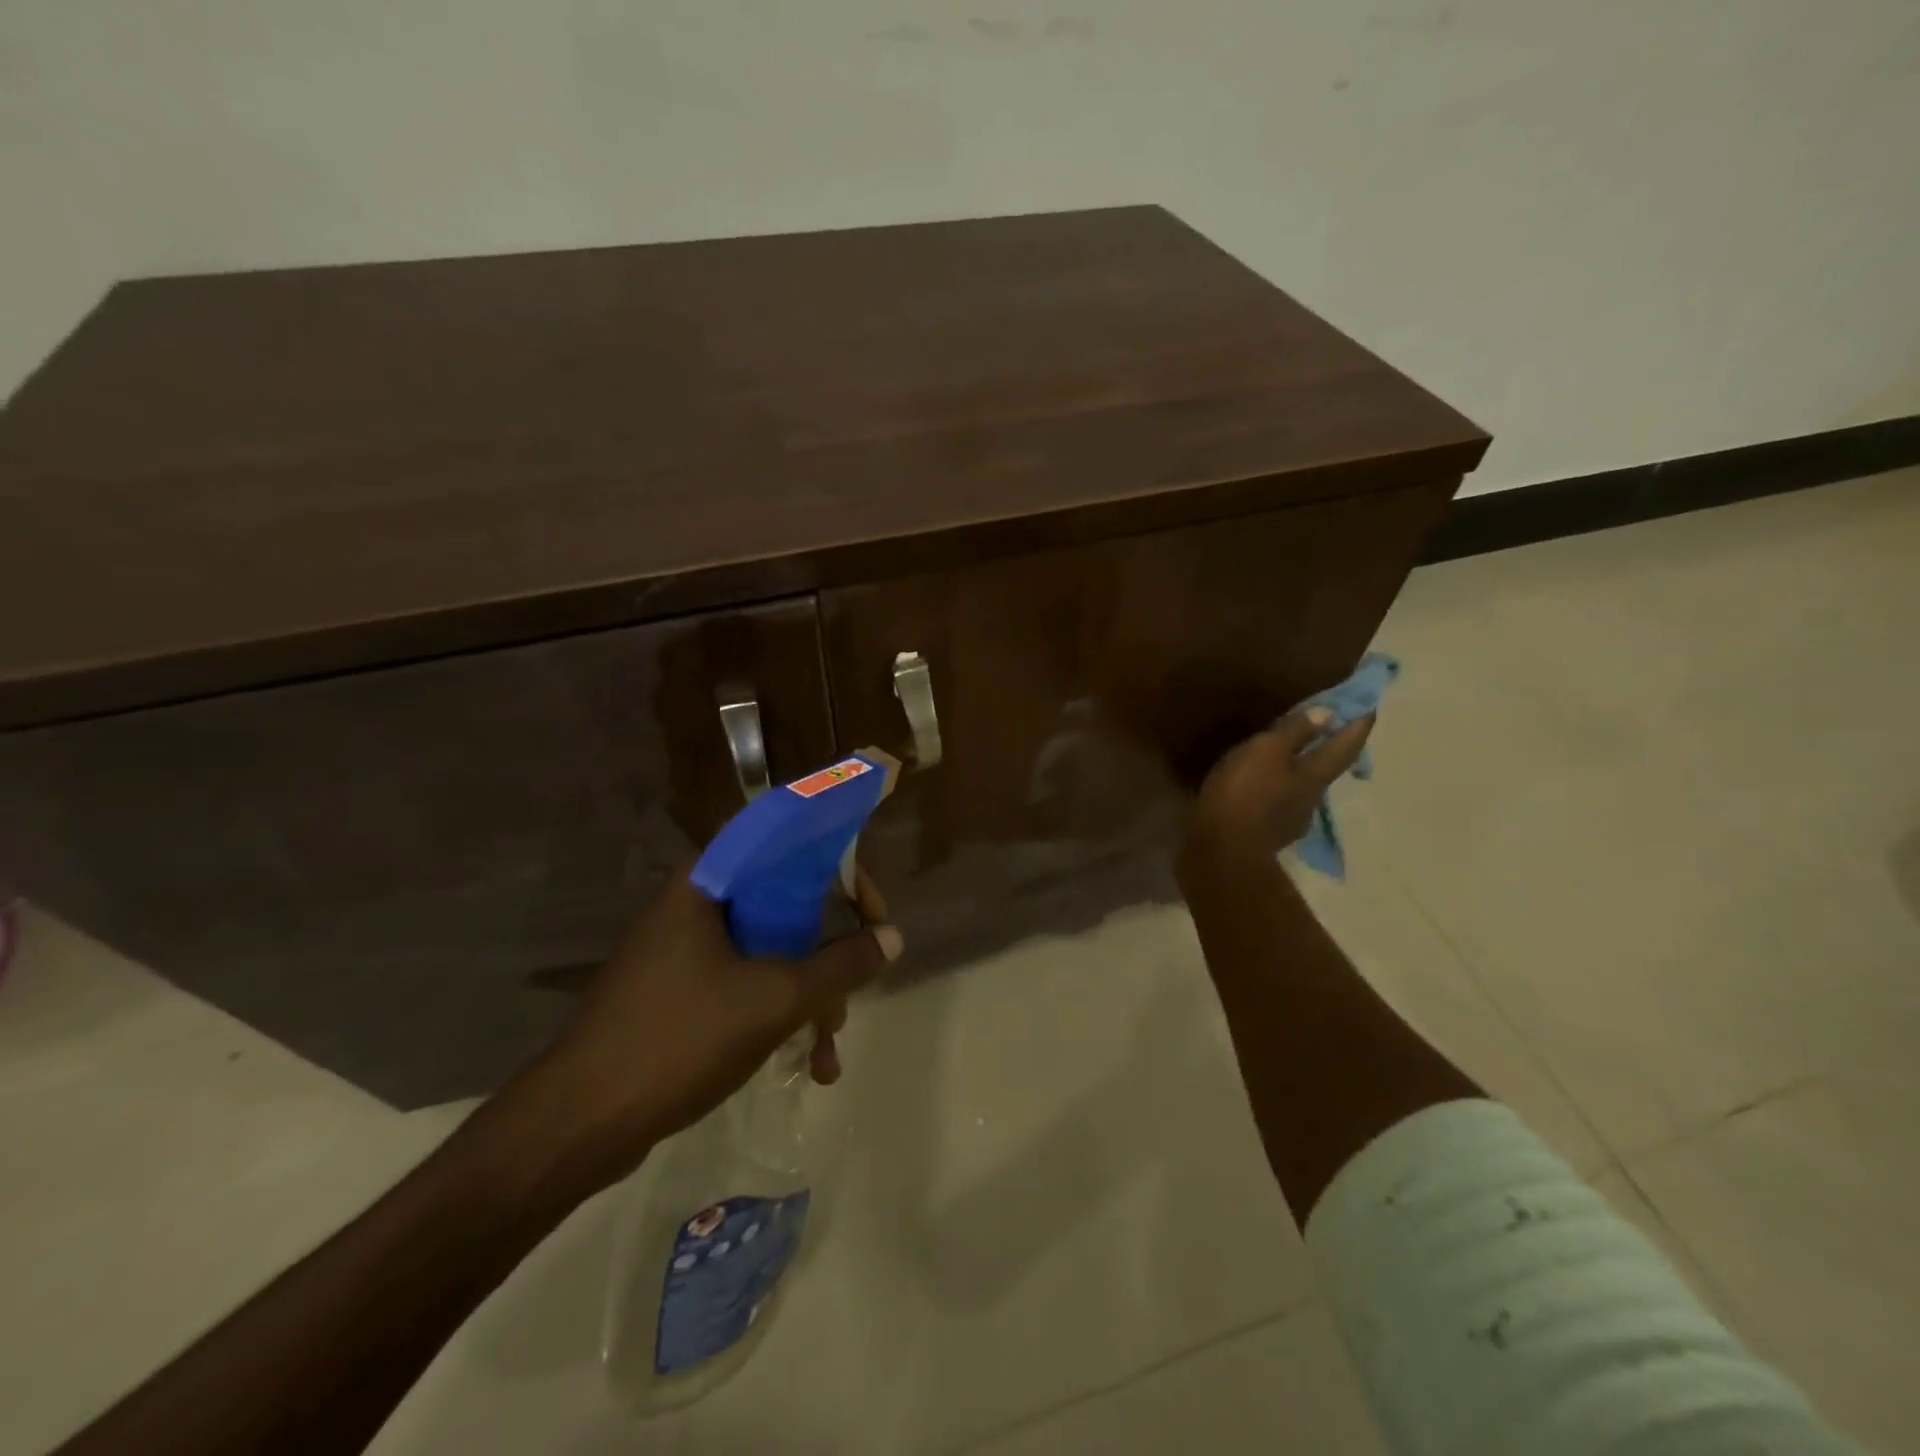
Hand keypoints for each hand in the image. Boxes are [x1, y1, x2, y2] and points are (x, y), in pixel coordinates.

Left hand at [520, 867, 902, 1192]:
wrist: (577, 1125)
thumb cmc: (678, 1039)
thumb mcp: (774, 1000)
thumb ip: (840, 965)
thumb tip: (893, 937)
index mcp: (710, 882)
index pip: (790, 844)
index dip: (842, 869)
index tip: (872, 911)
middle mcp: (698, 904)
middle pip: (787, 904)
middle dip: (829, 955)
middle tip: (854, 992)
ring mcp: (686, 950)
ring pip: (771, 951)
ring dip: (809, 995)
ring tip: (827, 1051)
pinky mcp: (682, 992)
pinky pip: (747, 984)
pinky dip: (780, 1014)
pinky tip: (804, 1064)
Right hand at [1184, 706, 1375, 862]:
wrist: (1220, 852)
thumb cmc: (1244, 794)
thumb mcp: (1265, 752)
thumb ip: (1294, 732)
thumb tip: (1329, 713)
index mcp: (1314, 776)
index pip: (1345, 745)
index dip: (1358, 725)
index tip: (1369, 706)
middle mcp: (1309, 799)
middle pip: (1325, 769)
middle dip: (1327, 749)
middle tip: (1325, 729)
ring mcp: (1289, 821)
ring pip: (1300, 788)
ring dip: (1298, 771)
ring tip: (1283, 758)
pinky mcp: (1265, 835)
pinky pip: (1276, 804)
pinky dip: (1274, 790)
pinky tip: (1259, 788)